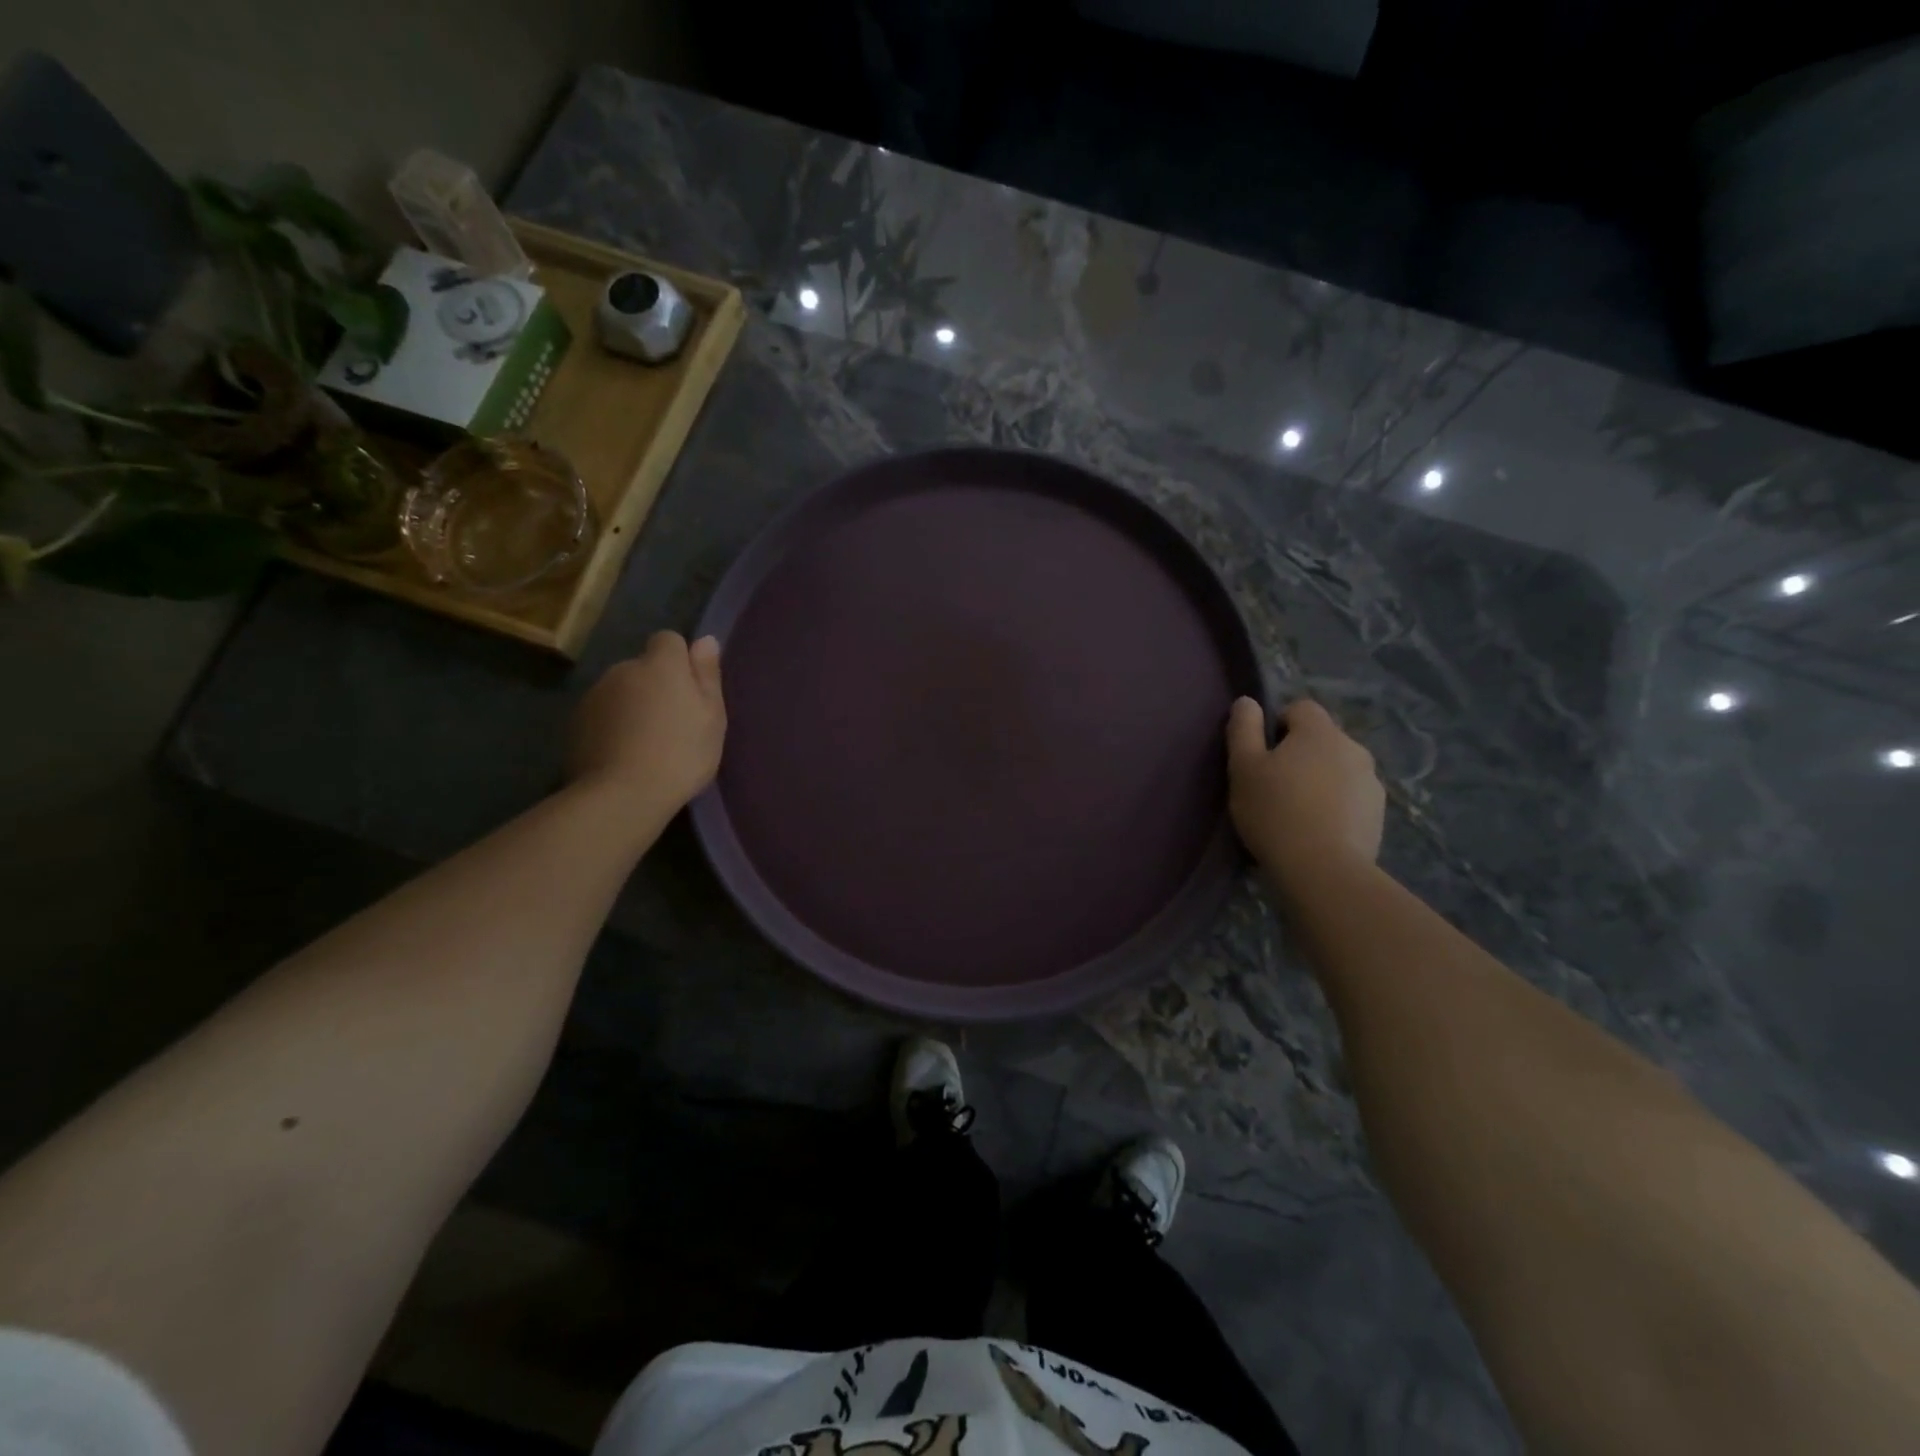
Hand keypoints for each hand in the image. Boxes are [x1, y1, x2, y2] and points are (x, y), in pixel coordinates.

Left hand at [568, 632, 725, 813]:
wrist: (623, 794)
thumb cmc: (681, 753)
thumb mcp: (711, 716)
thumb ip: (707, 675)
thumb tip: (705, 639)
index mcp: (660, 665)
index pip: (668, 640)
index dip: (679, 661)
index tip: (690, 691)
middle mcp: (623, 669)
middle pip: (642, 667)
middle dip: (655, 686)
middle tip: (672, 723)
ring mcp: (594, 696)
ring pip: (620, 691)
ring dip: (632, 706)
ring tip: (646, 743)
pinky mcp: (575, 723)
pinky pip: (602, 715)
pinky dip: (612, 726)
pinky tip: (623, 755)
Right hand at [1226, 697, 1383, 878]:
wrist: (1323, 870)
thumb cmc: (1274, 812)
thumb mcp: (1243, 768)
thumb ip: (1243, 729)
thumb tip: (1247, 701)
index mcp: (1320, 732)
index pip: (1300, 708)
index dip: (1277, 726)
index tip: (1262, 756)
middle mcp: (1353, 748)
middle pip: (1321, 739)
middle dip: (1300, 755)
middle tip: (1274, 787)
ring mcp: (1371, 782)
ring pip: (1338, 768)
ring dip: (1320, 780)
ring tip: (1296, 813)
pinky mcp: (1378, 813)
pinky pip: (1351, 797)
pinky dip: (1335, 805)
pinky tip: (1316, 830)